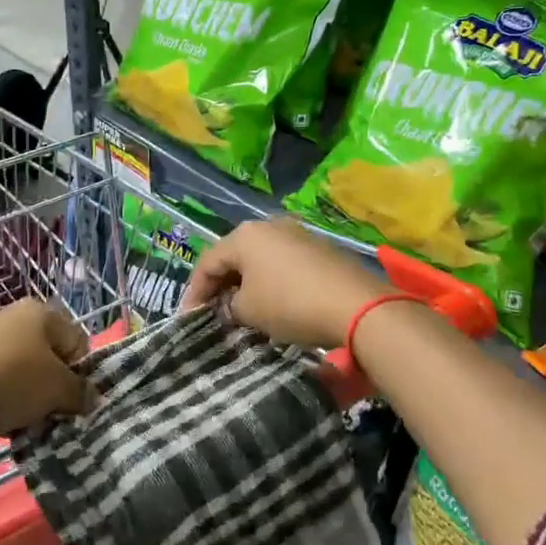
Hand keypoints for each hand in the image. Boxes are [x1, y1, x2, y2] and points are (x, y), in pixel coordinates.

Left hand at [0, 299, 93, 442]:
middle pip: (48, 357)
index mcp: (41, 312)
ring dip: (27, 398)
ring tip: (21, 420)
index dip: (80, 374)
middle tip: (49, 412)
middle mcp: (13, 316)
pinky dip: (1, 399)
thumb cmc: (11, 381)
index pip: (77, 342)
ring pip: (21, 372)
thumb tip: (89, 397)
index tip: (72, 400)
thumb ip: (80, 393)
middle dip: (52, 388)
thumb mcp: (58, 390)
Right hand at [183, 219, 390, 350]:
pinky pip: (283, 263)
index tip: (189, 318)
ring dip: (247, 283)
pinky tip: (273, 302)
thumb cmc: (290, 304)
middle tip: (213, 312)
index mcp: (244, 235)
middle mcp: (269, 225)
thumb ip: (230, 306)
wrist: (356, 305)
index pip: (207, 262)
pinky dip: (271, 281)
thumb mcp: (249, 311)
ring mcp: (297, 234)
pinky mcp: (319, 248)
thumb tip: (232, 306)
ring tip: (241, 310)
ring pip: (260, 259)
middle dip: (221, 285)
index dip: (194, 292)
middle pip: (234, 256)